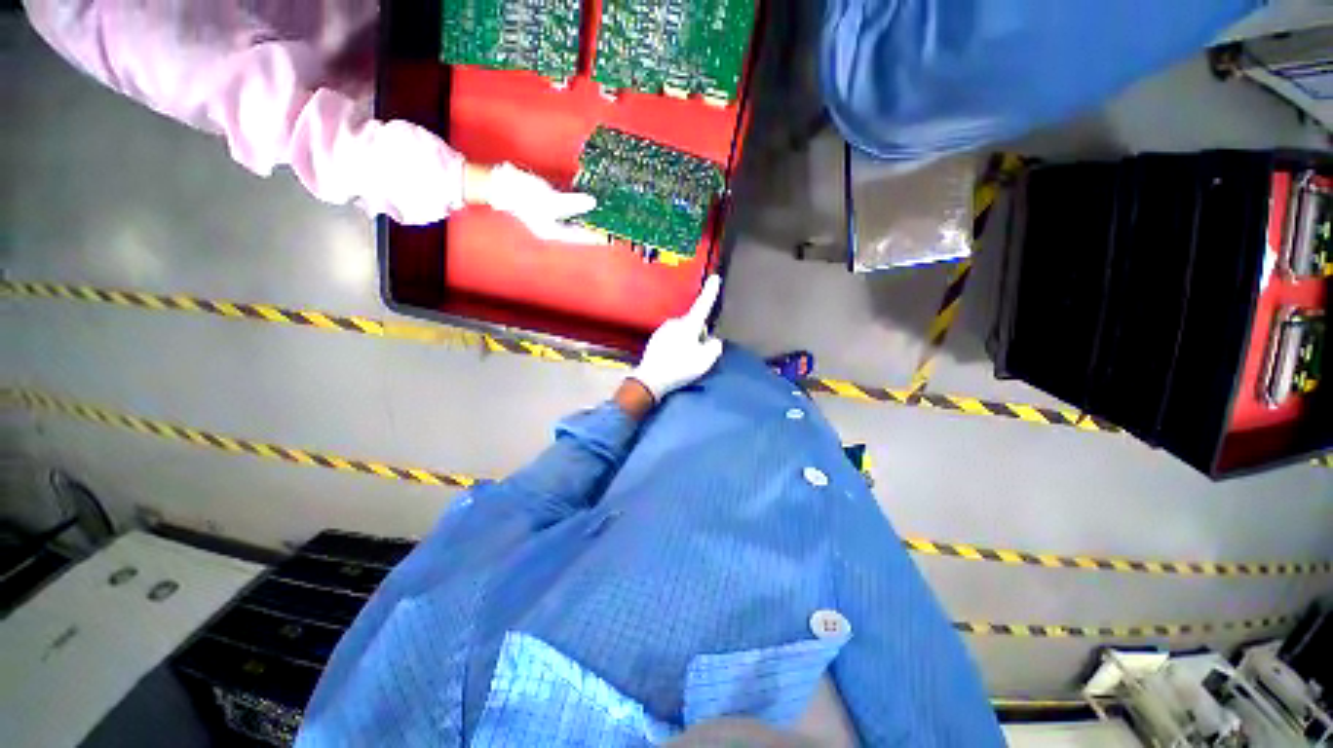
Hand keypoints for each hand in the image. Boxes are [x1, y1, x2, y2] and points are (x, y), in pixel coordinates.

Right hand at [466, 162, 605, 243]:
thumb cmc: (522, 193)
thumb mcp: (550, 200)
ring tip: (608, 212)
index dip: (599, 236)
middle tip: (614, 223)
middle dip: (597, 226)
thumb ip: (573, 203)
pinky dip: (581, 204)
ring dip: (590, 215)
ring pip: (577, 218)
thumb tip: (593, 202)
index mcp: (555, 232)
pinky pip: (571, 206)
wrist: (500, 182)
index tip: (614, 235)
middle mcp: (556, 226)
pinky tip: (592, 199)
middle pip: (582, 229)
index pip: (583, 237)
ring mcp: (552, 215)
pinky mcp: (550, 202)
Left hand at [630, 275, 724, 401]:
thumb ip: (714, 348)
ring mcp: (663, 330)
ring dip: (686, 341)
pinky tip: (674, 360)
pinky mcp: (655, 339)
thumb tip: (713, 341)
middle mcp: (674, 323)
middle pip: (693, 324)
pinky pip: (671, 339)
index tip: (715, 278)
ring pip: (682, 332)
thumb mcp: (704, 361)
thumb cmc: (679, 368)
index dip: (710, 292)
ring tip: (684, 360)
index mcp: (688, 325)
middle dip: (698, 334)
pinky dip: (676, 347)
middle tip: (697, 354)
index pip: (703, 305)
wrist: (650, 379)